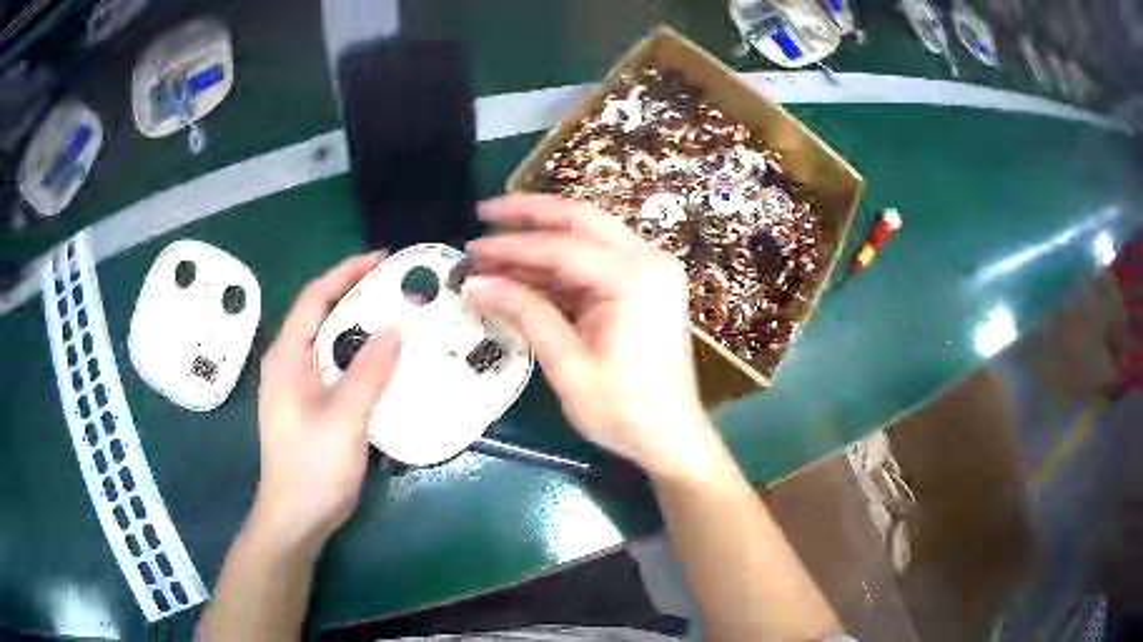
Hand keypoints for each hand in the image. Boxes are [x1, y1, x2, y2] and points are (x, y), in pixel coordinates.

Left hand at [253, 254, 401, 551]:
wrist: (295, 518)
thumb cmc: (313, 467)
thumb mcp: (345, 418)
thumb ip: (369, 370)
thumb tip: (396, 325)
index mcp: (286, 357)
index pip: (314, 298)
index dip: (345, 273)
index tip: (382, 260)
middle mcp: (288, 364)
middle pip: (321, 316)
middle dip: (356, 296)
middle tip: (397, 288)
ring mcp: (297, 387)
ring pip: (329, 343)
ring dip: (359, 327)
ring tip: (396, 318)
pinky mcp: (309, 406)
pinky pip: (335, 367)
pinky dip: (359, 356)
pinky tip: (383, 364)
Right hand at [465, 194, 721, 481]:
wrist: (671, 437)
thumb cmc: (623, 410)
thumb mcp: (568, 365)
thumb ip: (525, 314)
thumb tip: (477, 284)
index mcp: (635, 278)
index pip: (562, 246)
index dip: (512, 246)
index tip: (472, 248)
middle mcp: (649, 260)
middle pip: (581, 219)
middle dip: (530, 213)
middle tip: (485, 212)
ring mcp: (651, 270)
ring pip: (588, 236)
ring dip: (542, 239)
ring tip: (494, 249)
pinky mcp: (646, 285)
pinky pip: (597, 261)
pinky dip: (560, 265)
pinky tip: (524, 272)